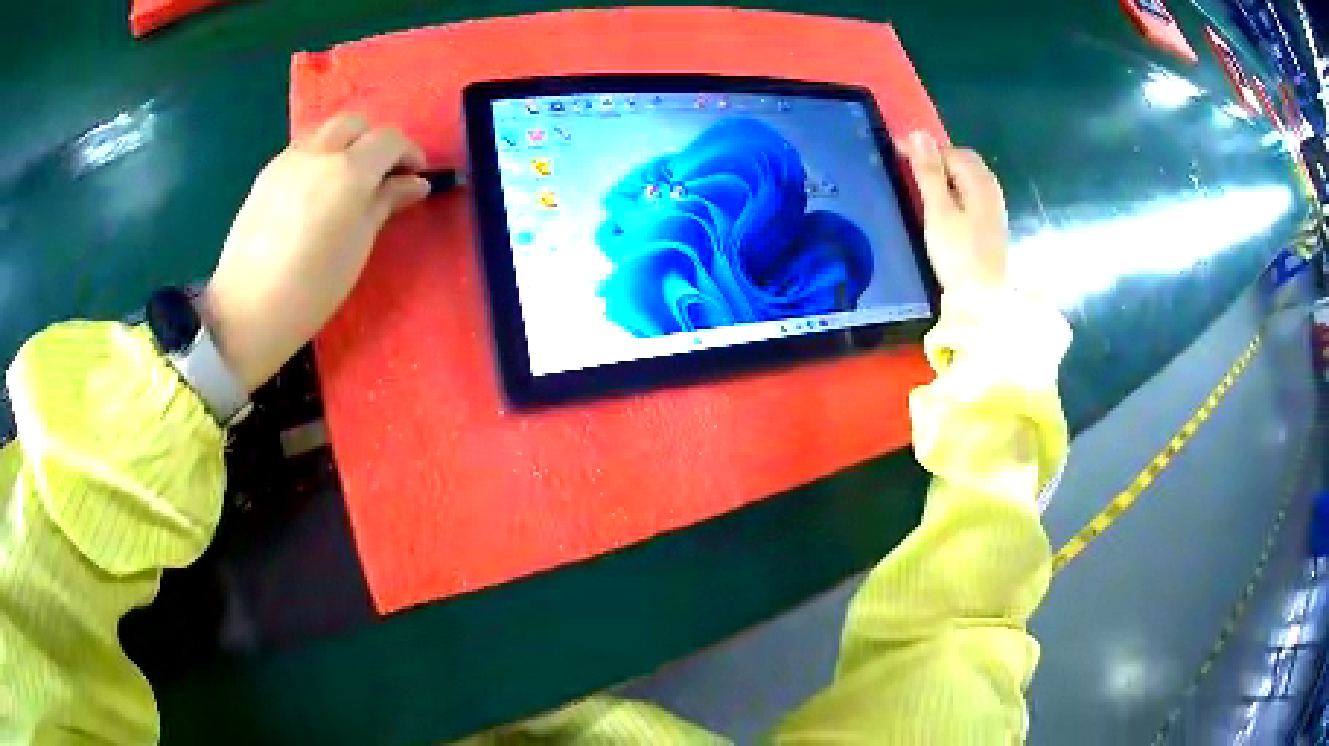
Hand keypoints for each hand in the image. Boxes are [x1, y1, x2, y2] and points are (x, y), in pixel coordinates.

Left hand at [201, 114, 430, 392]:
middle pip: (355, 125)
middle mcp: (320, 152)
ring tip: (345, 183)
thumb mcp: (359, 247)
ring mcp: (288, 160)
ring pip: (326, 131)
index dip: (408, 154)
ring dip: (344, 146)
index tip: (415, 178)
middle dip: (374, 142)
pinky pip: (302, 150)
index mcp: (350, 170)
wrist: (247, 310)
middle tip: (380, 176)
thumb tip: (414, 183)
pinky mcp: (267, 174)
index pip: (389, 140)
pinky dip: (318, 158)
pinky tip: (314, 193)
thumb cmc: (312, 287)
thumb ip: (386, 203)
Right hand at [899, 132, 1008, 293]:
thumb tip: (919, 134)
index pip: (950, 151)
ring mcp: (995, 208)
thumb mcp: (938, 210)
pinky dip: (956, 191)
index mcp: (978, 181)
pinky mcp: (993, 226)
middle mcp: (991, 189)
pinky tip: (945, 207)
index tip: (895, 153)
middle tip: (909, 168)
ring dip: (947, 175)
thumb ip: (929, 172)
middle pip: (964, 161)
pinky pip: (973, 195)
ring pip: (969, 178)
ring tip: (923, 186)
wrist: (985, 300)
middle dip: (937, 158)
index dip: (923, 148)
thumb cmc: (959, 254)